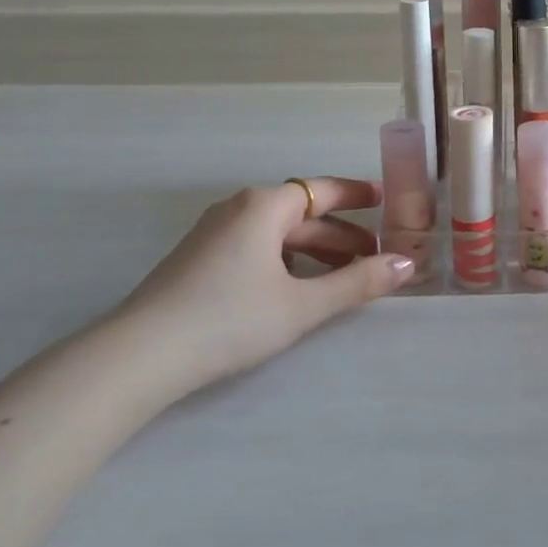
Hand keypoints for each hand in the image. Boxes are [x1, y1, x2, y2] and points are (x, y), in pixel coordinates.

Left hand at [111, 177, 414, 390]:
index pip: (323, 190)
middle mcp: (239, 210)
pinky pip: (257, 248)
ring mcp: (214, 234)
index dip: (357, 194)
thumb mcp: (303, 304)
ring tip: (344, 278)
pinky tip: (298, 289)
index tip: (386, 199)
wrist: (139, 356)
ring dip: (315, 252)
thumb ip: (358, 283)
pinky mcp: (199, 261)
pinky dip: (287, 261)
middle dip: (341, 235)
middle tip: (376, 257)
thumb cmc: (229, 320)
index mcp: (264, 207)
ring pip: (278, 235)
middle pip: (302, 215)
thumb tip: (407, 265)